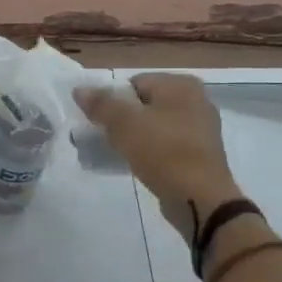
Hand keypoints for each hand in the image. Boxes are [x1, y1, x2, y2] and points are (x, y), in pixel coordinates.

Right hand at [73, 74, 240, 238]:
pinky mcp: (201, 154)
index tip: (101, 122)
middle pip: (145, 104)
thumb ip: (101, 103)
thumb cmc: (162, 151)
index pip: (135, 83)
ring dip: (135, 137)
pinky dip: (152, 151)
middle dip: (123, 119)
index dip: (113, 101)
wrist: (199, 198)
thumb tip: (80, 89)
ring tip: (120, 153)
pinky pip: (167, 144)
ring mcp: (201, 128)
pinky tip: (140, 164)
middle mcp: (196, 100)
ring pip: (155, 125)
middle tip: (107, 138)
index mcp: (181, 84)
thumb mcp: (124, 123)